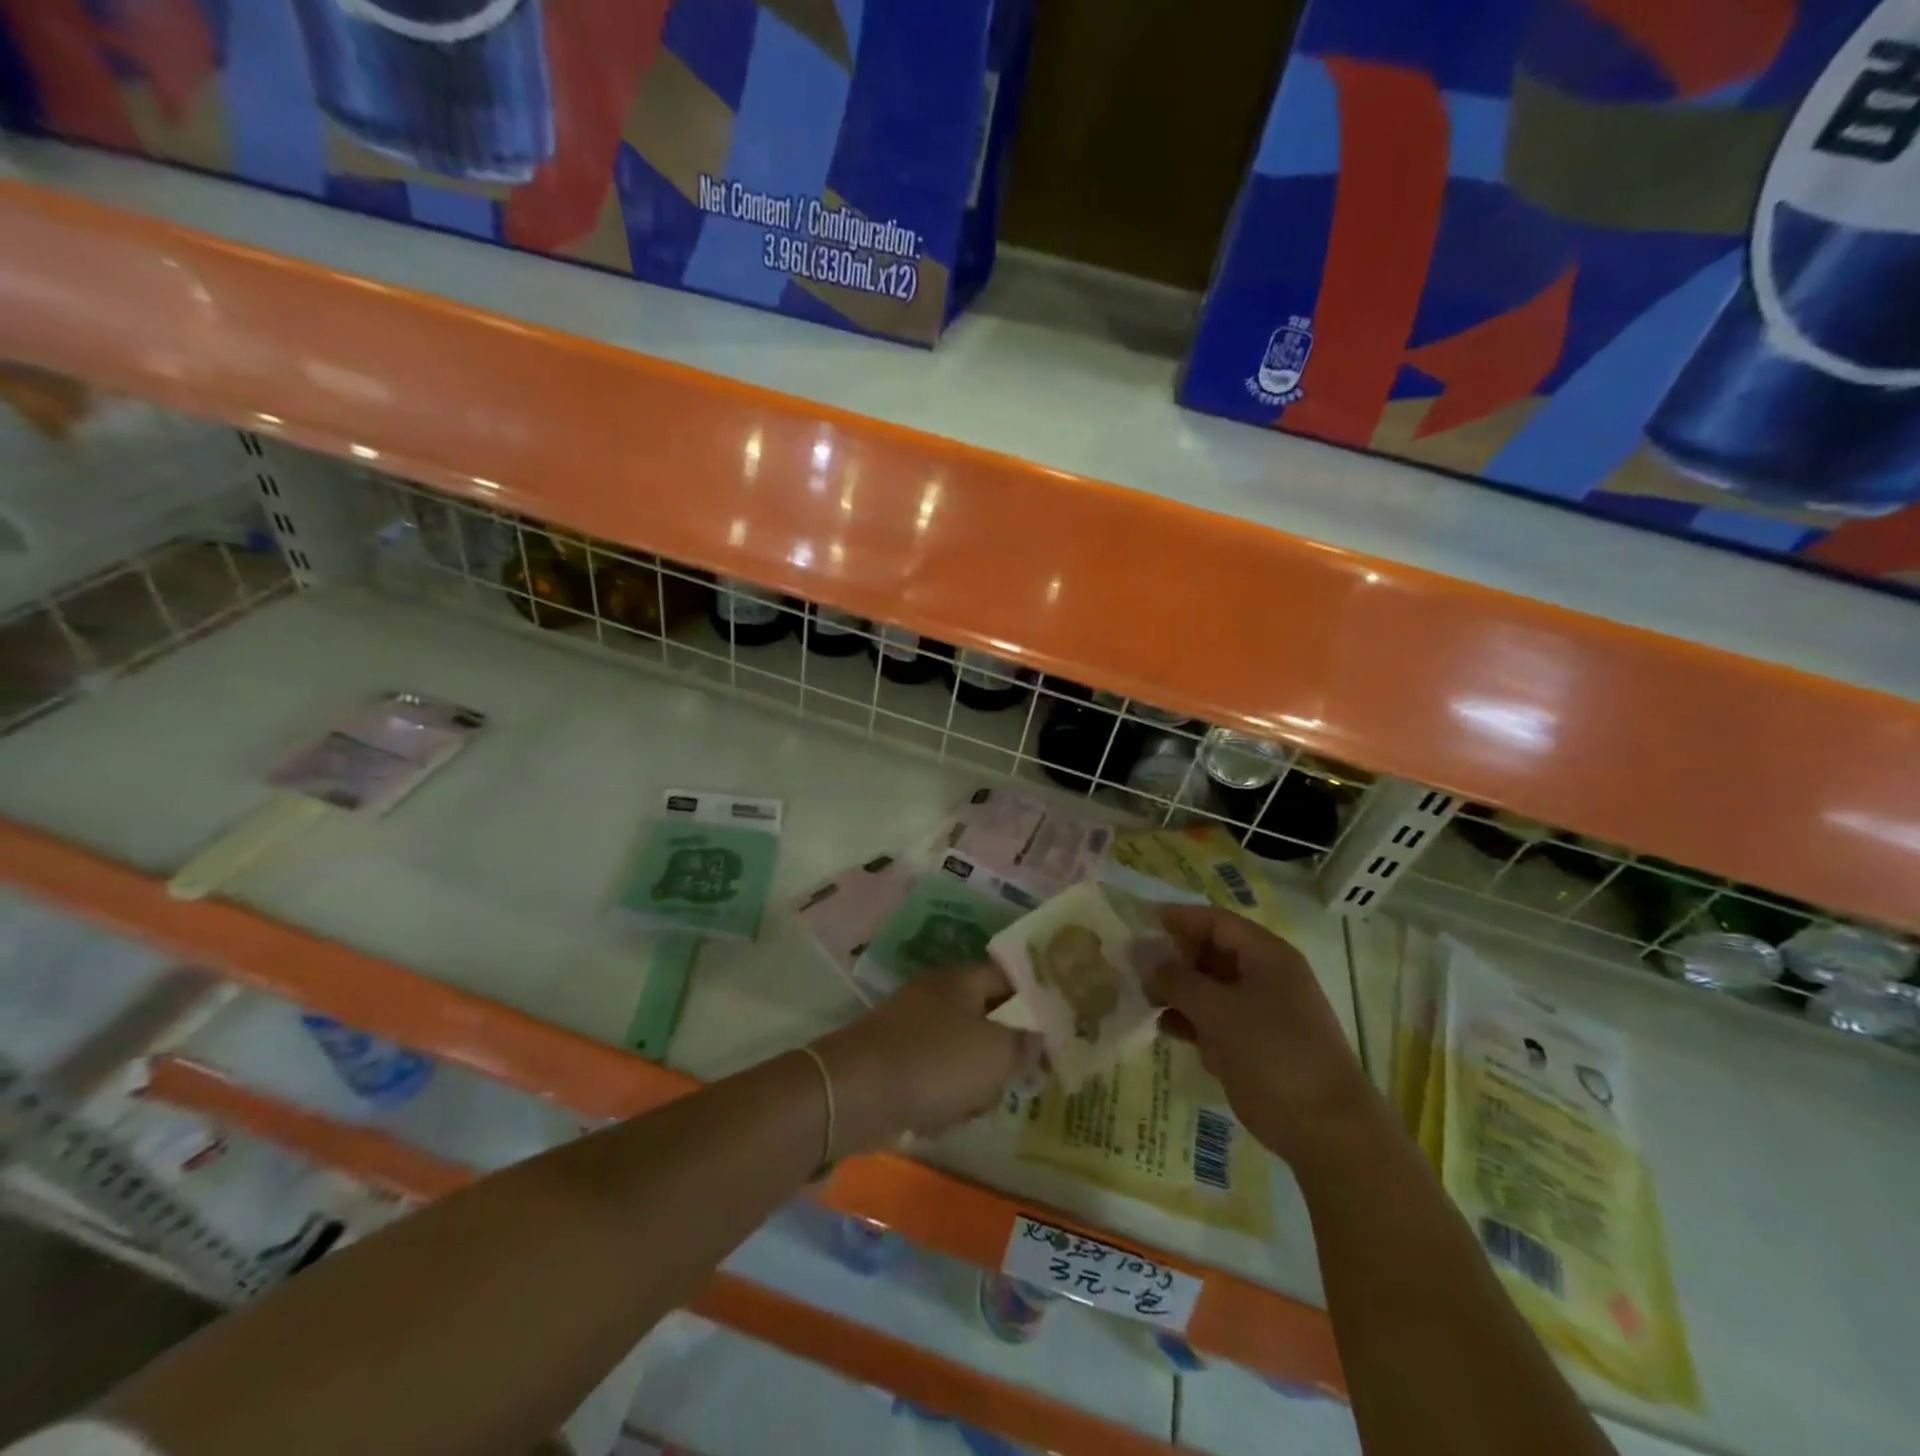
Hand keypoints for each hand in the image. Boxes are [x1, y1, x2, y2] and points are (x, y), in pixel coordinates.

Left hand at [814, 962, 1040, 1152]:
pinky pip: (932, 1077)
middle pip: (985, 1019)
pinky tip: (938, 1119)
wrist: (855, 1093)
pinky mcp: (893, 1060)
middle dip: (1000, 1054)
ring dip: (971, 1084)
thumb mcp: (995, 1054)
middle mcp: (936, 995)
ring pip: (961, 1053)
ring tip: (970, 1107)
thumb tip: (1037, 1037)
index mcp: (962, 980)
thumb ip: (1024, 1045)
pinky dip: (940, 1099)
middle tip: (1012, 1081)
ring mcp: (911, 1027)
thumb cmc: (935, 1063)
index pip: (1008, 976)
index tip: (1055, 1028)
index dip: (1034, 1000)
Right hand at [1146, 906, 1373, 1164]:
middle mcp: (1264, 976)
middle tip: (1137, 967)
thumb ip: (1177, 980)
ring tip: (1146, 1000)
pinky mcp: (1252, 1044)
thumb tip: (1146, 960)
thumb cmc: (1273, 1053)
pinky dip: (1190, 1020)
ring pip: (1209, 988)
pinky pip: (1214, 1020)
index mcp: (1266, 956)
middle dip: (1174, 957)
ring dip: (1178, 991)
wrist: (1325, 1128)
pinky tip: (1166, 1028)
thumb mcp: (1218, 1010)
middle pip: (1211, 952)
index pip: (1216, 921)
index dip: (1179, 918)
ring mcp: (1259, 1012)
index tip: (1142, 921)